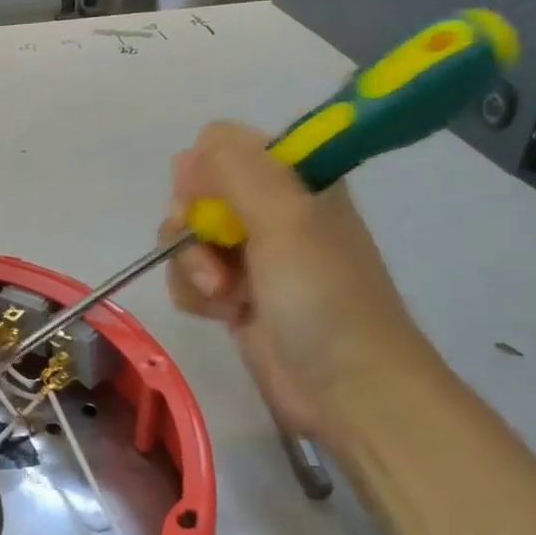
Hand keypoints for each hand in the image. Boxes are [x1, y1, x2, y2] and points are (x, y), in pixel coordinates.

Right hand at [163, 123, 432, 437]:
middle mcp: (270, 209)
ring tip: (225, 297)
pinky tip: (222, 315)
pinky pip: (190, 278)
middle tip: (215, 257)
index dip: (206, 174)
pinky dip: (196, 295)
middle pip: (197, 193)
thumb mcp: (285, 218)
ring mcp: (252, 255)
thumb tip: (189, 152)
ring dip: (192, 267)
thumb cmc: (322, 297)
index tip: (212, 206)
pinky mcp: (235, 296)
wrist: (348, 388)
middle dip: (193, 226)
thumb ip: (236, 169)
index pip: (223, 146)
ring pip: (187, 239)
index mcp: (293, 177)